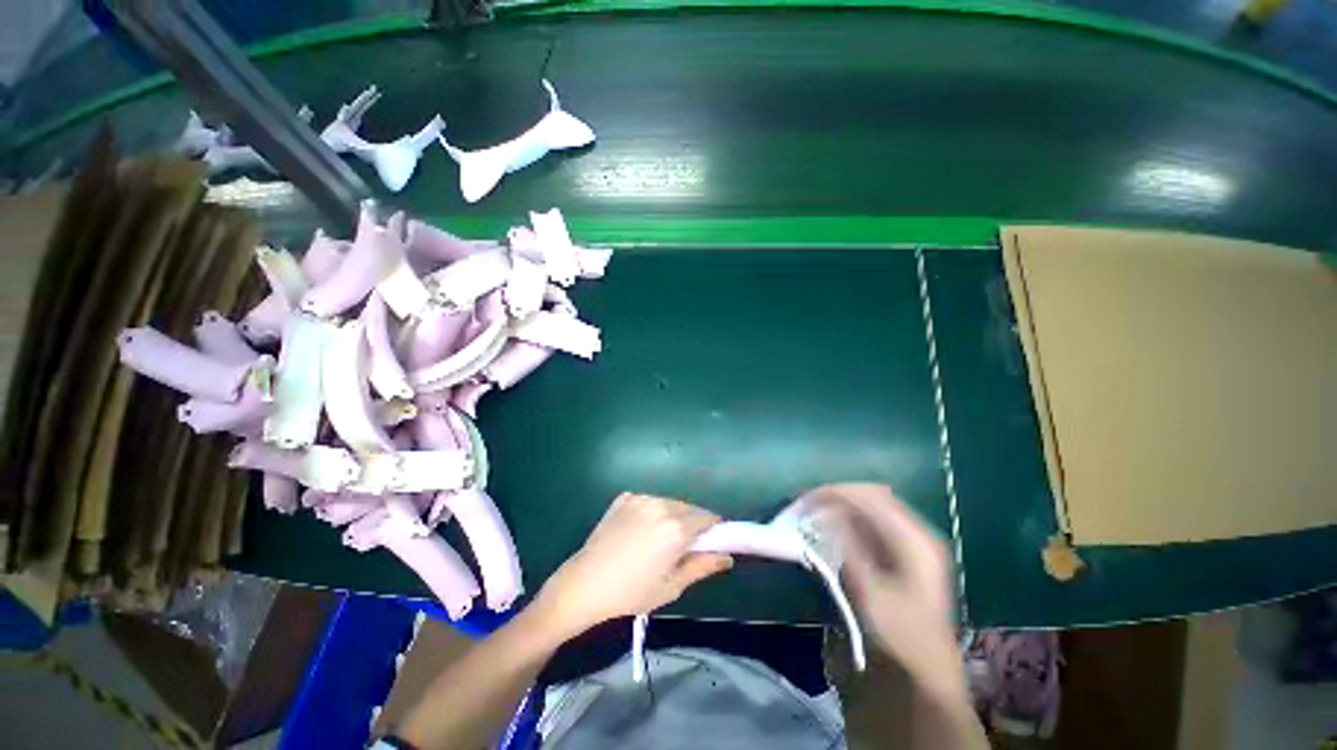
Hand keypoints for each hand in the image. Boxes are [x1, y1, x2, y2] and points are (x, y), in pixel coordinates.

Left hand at [531, 493, 732, 638]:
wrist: (585, 583)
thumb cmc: (631, 592)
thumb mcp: (672, 587)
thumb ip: (702, 567)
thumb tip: (727, 557)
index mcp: (676, 528)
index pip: (707, 517)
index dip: (713, 527)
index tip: (711, 539)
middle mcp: (661, 505)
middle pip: (688, 507)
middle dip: (692, 521)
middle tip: (682, 544)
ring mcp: (641, 498)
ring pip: (669, 502)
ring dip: (672, 514)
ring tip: (658, 537)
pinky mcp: (625, 497)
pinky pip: (649, 500)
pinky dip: (652, 511)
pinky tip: (639, 530)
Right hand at [806, 484, 963, 697]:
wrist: (924, 675)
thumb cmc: (900, 636)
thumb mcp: (870, 592)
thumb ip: (849, 547)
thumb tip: (826, 512)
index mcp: (915, 539)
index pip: (870, 496)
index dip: (835, 492)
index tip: (804, 500)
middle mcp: (915, 533)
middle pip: (870, 496)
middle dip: (835, 496)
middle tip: (805, 505)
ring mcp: (909, 543)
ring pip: (868, 508)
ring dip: (839, 507)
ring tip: (811, 514)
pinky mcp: (900, 554)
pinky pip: (869, 524)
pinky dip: (845, 522)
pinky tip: (828, 530)